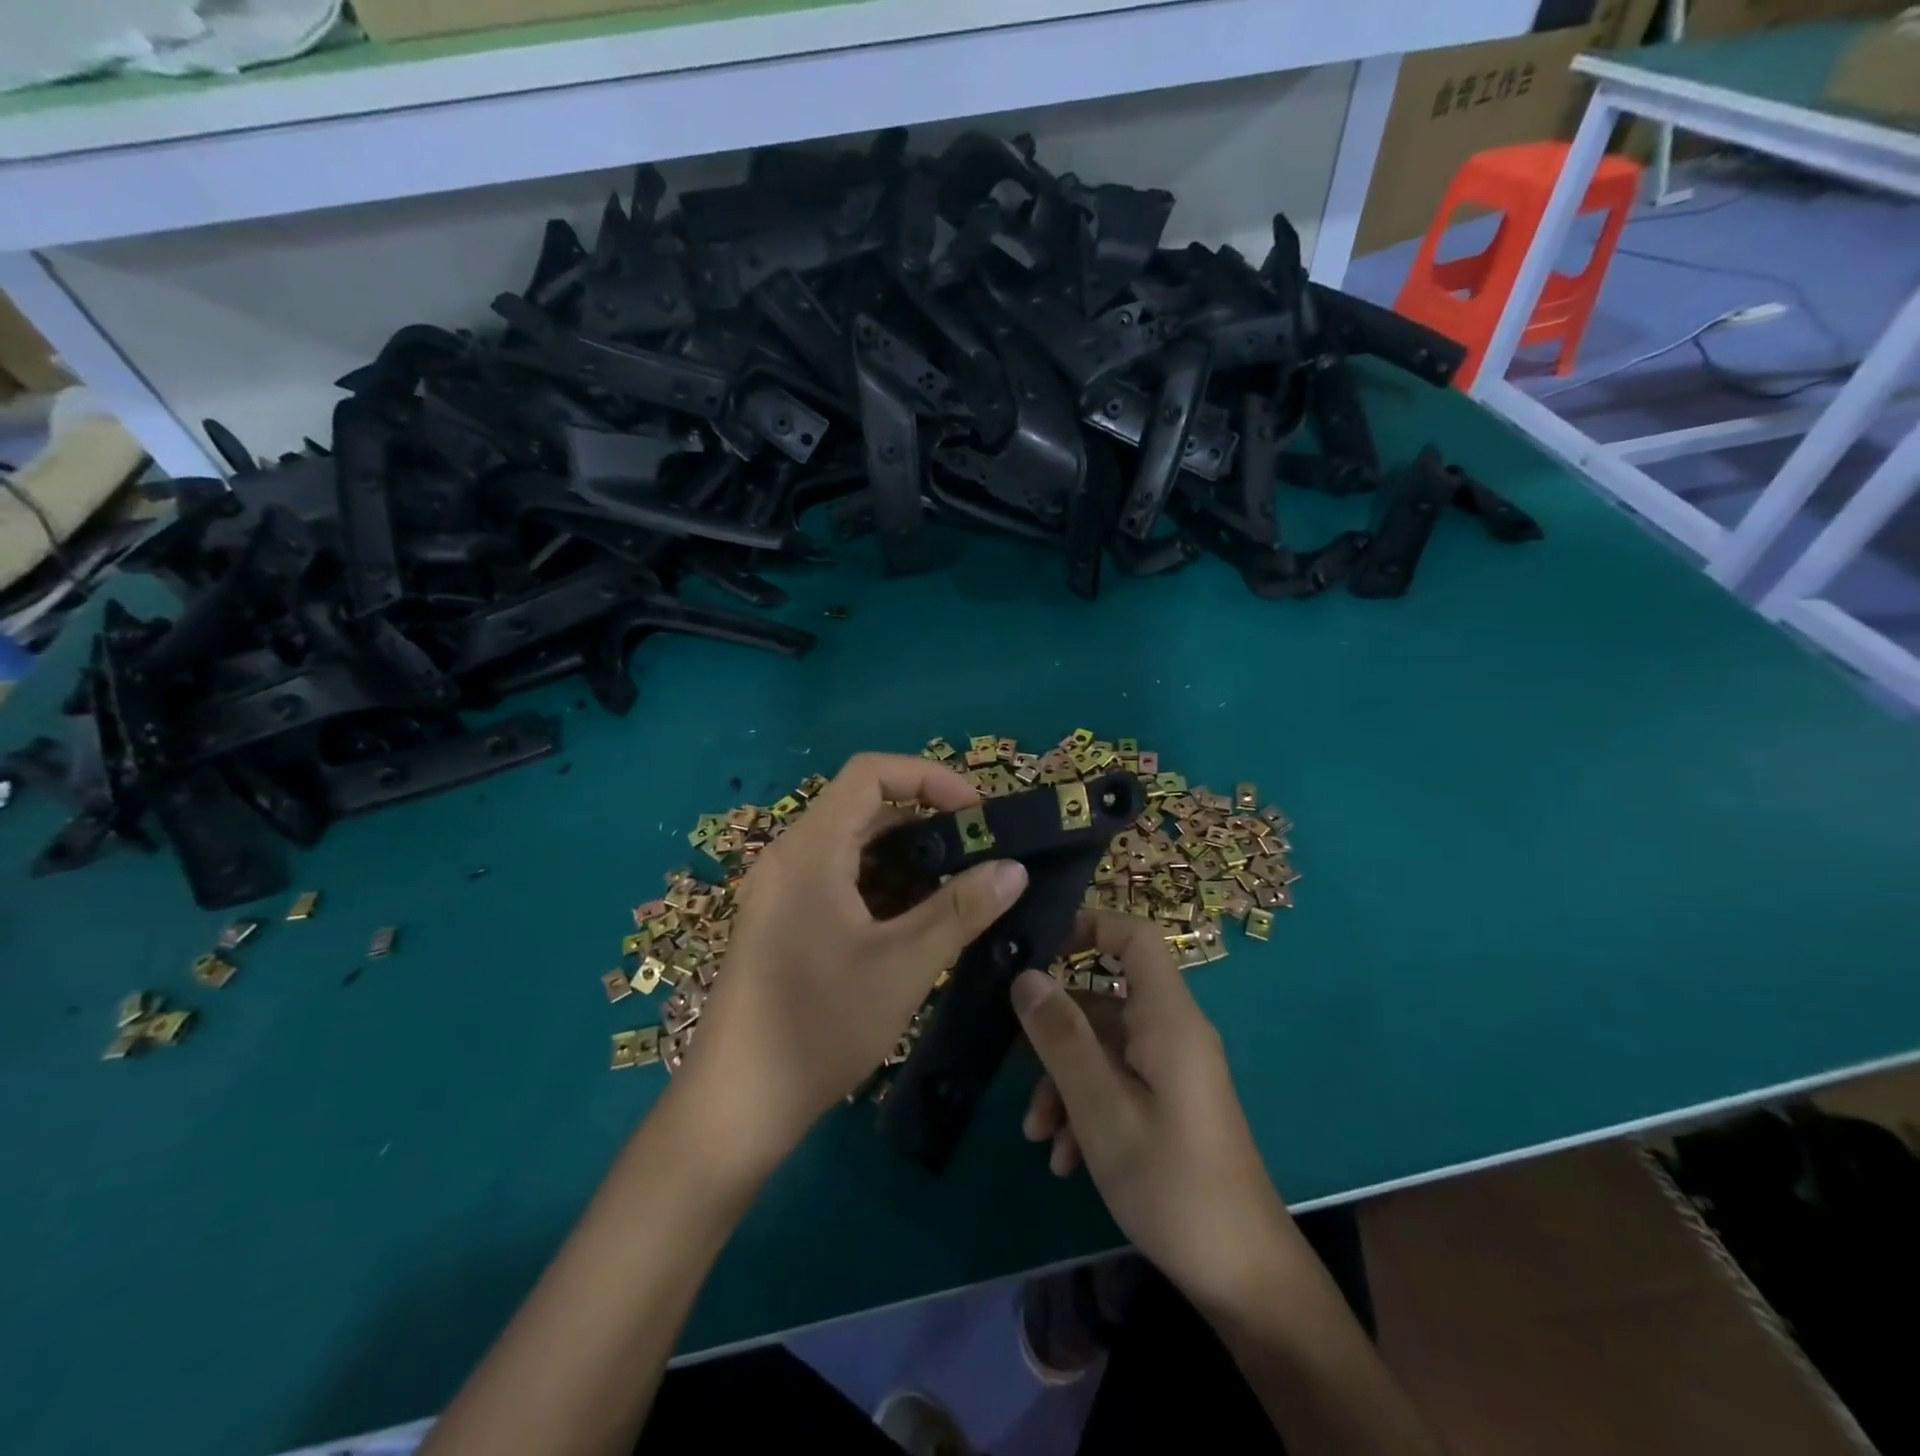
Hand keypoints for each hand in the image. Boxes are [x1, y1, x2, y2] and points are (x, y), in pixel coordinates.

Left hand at [684, 753, 1028, 1168]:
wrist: (737, 1105)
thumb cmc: (819, 1025)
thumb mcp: (903, 965)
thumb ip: (961, 910)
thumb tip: (1014, 868)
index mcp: (811, 848)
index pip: (871, 772)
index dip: (930, 778)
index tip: (977, 814)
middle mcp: (791, 855)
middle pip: (865, 808)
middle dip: (927, 823)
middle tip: (979, 855)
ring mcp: (782, 890)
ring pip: (854, 848)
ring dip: (908, 860)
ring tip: (957, 892)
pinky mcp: (783, 920)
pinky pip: (839, 879)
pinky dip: (882, 887)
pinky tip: (916, 924)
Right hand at [1013, 912, 1295, 1318]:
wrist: (1243, 1278)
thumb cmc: (1171, 1182)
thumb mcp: (1101, 1109)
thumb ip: (1062, 1037)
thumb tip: (1026, 976)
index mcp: (1168, 1019)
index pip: (1135, 937)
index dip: (1090, 925)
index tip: (1038, 946)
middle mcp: (1172, 1033)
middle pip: (1103, 1002)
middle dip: (1055, 1034)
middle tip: (1009, 1063)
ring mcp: (1172, 1071)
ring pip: (1103, 1049)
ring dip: (1064, 1083)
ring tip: (1037, 1136)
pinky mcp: (1170, 1104)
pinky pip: (1118, 1083)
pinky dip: (1086, 1108)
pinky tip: (1065, 1160)